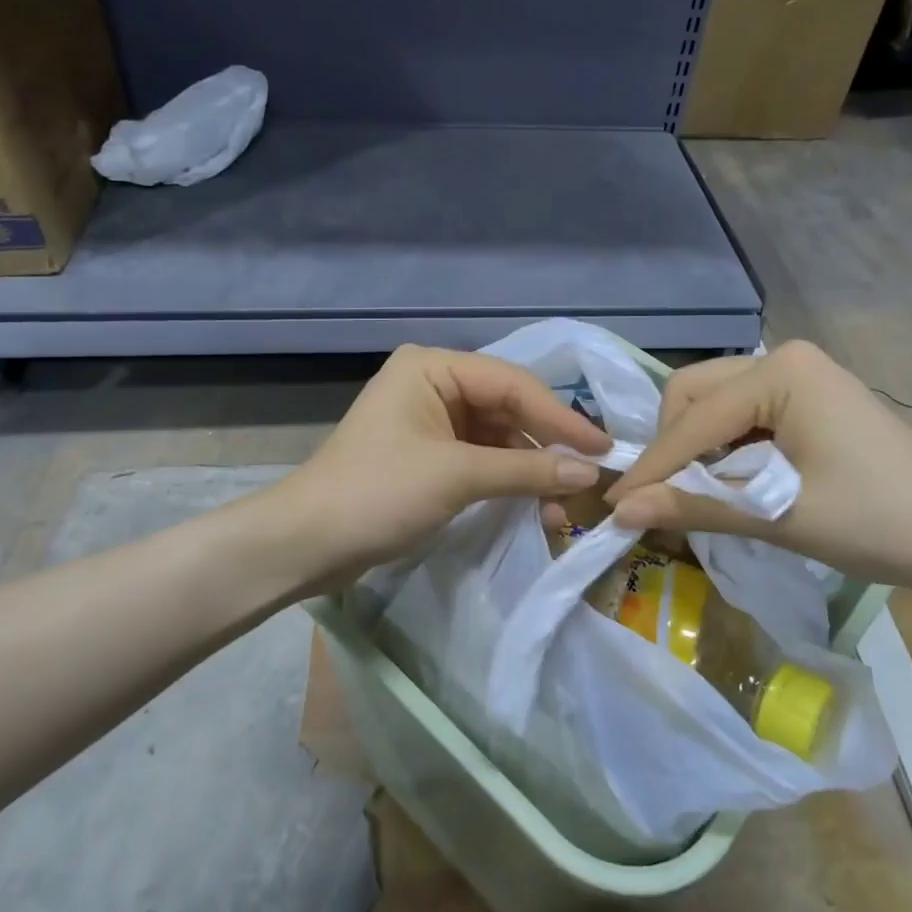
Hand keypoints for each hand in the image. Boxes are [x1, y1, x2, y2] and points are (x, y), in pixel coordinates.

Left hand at [271, 345, 611, 587]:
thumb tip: (590, 471)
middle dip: (547, 447)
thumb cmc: (377, 494)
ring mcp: (431, 421)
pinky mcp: (429, 456)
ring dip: (530, 471)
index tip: (605, 449)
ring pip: (498, 439)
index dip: (561, 417)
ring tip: (562, 508)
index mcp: (433, 368)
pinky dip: (508, 483)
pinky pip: (481, 461)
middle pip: (508, 409)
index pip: (513, 384)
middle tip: (592, 479)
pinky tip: (534, 508)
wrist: (306, 544)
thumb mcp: (456, 477)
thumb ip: (526, 469)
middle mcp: (434, 385)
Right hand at [606, 341, 911, 592]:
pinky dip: (722, 448)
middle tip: (662, 498)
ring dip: (694, 447)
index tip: (615, 507)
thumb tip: (620, 511)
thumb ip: (696, 507)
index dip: (653, 466)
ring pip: (711, 402)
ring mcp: (796, 375)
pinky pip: (740, 414)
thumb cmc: (882, 522)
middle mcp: (781, 358)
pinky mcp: (805, 398)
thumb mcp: (781, 517)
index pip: (693, 420)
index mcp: (780, 373)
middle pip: (692, 394)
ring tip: (695, 495)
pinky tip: (728, 482)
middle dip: (671, 447)